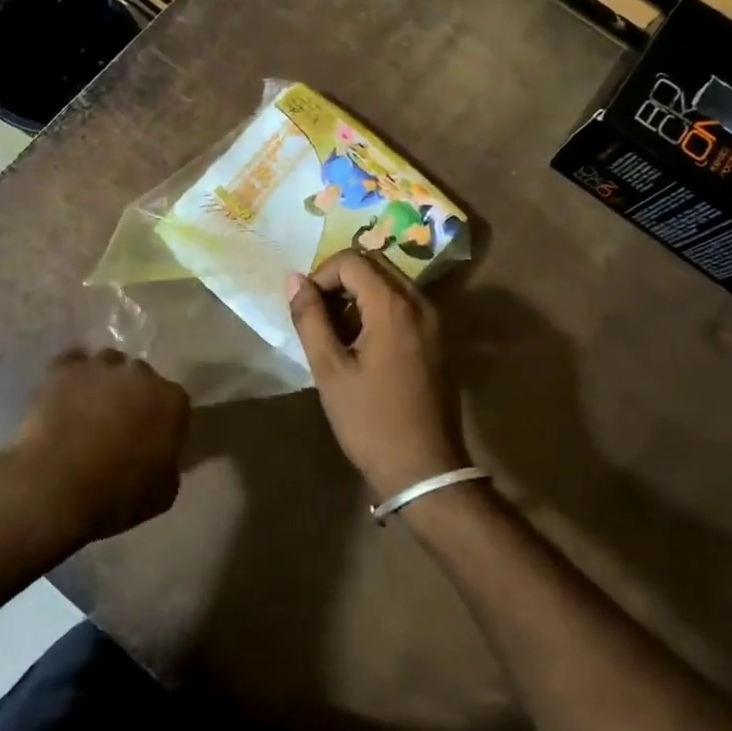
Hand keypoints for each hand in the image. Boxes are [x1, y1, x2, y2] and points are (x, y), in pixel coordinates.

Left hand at [7, 349, 189, 543]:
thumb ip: (168, 463)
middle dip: (132, 396)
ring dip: (103, 382)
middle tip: (117, 425)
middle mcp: (141, 374)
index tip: (149, 438)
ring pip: (108, 363)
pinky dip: (72, 374)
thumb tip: (160, 454)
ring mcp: (101, 367)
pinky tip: (65, 393)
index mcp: (172, 401)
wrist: (56, 489)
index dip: (161, 421)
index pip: (174, 402)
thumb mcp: (163, 492)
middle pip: (141, 377)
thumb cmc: (117, 497)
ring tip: (87, 409)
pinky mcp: (65, 369)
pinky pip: (73, 362)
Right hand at [287, 249, 466, 498]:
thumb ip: (310, 318)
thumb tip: (295, 280)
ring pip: (389, 283)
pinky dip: (377, 309)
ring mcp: (433, 320)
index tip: (306, 308)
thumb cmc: (371, 421)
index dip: (321, 275)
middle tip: (318, 316)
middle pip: (374, 264)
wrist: (425, 469)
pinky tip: (360, 345)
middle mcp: (419, 303)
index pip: (351, 261)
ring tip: (335, 334)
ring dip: (358, 295)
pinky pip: (403, 304)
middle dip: (340, 281)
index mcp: (394, 307)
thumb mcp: (330, 370)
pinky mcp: (436, 338)